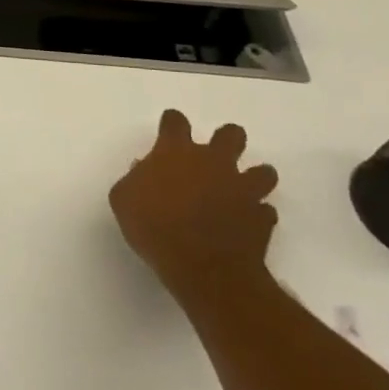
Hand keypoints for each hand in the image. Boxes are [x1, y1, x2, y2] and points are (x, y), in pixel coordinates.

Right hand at [108, 109, 279, 306]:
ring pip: (263, 172)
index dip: (172, 123)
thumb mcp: (123, 200)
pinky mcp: (262, 218)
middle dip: (226, 140)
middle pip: (231, 134)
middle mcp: (214, 162)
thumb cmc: (153, 227)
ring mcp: (243, 189)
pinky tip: (245, 223)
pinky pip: (265, 211)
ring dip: (253, 178)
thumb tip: (145, 171)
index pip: (175, 122)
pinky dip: (256, 215)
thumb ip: (134, 179)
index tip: (169, 130)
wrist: (202, 267)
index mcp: (176, 152)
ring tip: (240, 191)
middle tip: (214, 157)